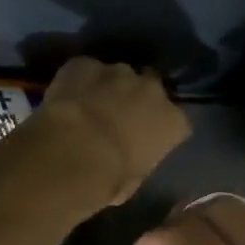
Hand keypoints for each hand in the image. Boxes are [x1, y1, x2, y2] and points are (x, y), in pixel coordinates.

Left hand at [29, 58, 190, 211]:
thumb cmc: (110, 178)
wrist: (72, 155)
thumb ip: (138, 160)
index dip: (160, 128)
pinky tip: (67, 98)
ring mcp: (119, 72)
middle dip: (138, 99)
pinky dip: (79, 81)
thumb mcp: (134, 180)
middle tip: (118, 117)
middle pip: (151, 88)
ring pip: (118, 76)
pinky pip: (86, 70)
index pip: (176, 121)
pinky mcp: (86, 64)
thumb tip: (128, 161)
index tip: (145, 139)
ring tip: (89, 107)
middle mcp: (153, 90)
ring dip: (109, 88)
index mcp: (173, 122)